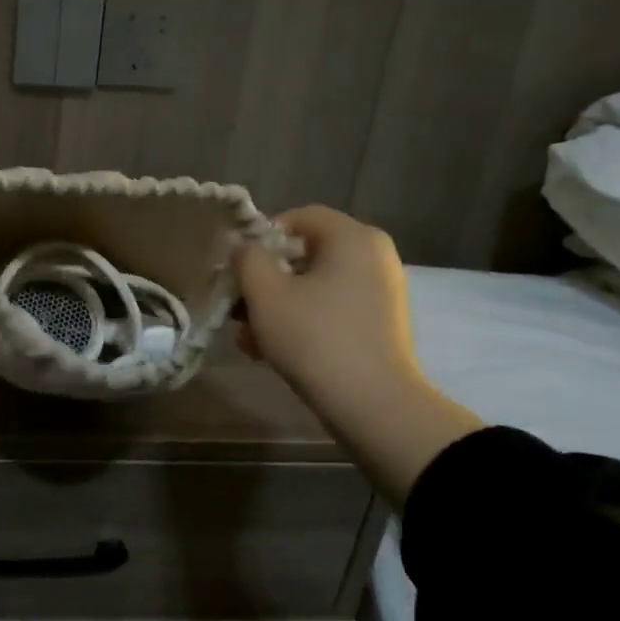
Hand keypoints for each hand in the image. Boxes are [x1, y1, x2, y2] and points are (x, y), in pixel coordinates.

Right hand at [235, 206, 480, 502]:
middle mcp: (374, 255)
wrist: (372, 403)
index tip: (238, 270)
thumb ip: (248, 258)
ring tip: (250, 340)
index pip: (298, 217)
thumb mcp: (265, 293)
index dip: (260, 239)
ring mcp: (381, 291)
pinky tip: (273, 352)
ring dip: (277, 307)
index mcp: (353, 237)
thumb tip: (247, 248)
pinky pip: (331, 308)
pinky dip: (302, 321)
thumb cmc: (314, 337)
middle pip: (304, 255)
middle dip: (265, 281)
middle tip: (238, 310)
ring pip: (314, 286)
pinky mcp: (380, 323)